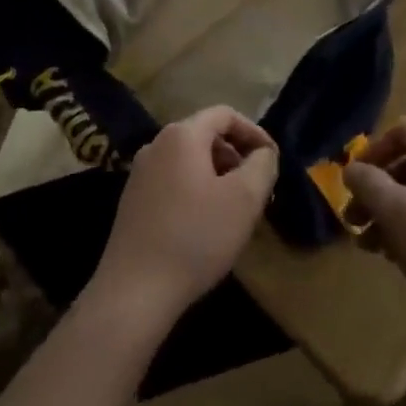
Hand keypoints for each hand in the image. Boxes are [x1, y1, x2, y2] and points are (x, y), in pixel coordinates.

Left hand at [88, 107, 278, 327]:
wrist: (134, 292)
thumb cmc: (195, 237)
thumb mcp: (244, 199)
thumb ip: (263, 165)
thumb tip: (264, 153)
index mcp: (182, 135)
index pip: (225, 114)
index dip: (254, 132)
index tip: (272, 160)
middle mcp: (156, 144)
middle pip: (206, 135)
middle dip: (236, 156)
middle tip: (257, 188)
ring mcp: (140, 173)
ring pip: (189, 160)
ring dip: (217, 175)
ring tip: (235, 209)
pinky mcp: (132, 200)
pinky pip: (173, 181)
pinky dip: (196, 191)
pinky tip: (205, 225)